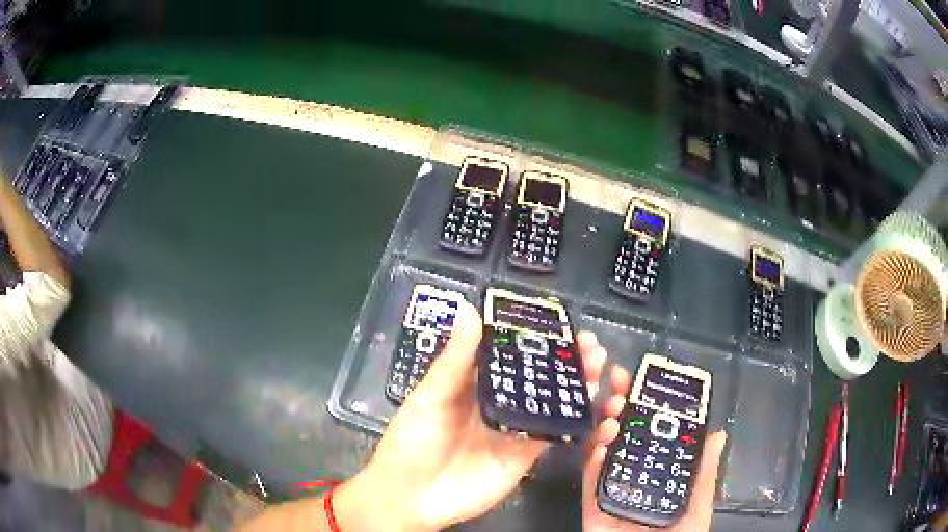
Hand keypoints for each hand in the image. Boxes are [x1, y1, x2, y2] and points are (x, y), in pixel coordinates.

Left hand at [338, 302, 607, 531]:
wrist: (412, 497)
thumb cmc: (412, 441)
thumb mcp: (430, 396)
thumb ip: (454, 359)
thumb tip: (470, 309)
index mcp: (474, 384)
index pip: (511, 354)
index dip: (537, 338)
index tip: (563, 324)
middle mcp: (499, 403)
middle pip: (537, 378)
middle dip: (566, 361)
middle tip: (592, 346)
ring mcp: (515, 430)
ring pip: (551, 403)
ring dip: (576, 387)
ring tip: (598, 370)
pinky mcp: (525, 455)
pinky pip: (553, 435)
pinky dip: (574, 422)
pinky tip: (593, 408)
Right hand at [582, 365, 726, 531]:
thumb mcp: (697, 508)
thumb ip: (703, 475)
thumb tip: (719, 432)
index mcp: (659, 476)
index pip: (654, 436)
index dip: (649, 407)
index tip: (645, 380)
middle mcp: (634, 479)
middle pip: (625, 438)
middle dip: (621, 406)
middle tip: (619, 379)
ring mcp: (611, 492)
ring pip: (604, 454)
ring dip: (605, 427)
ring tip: (612, 406)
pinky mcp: (591, 509)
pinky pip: (589, 484)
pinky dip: (590, 462)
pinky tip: (600, 443)